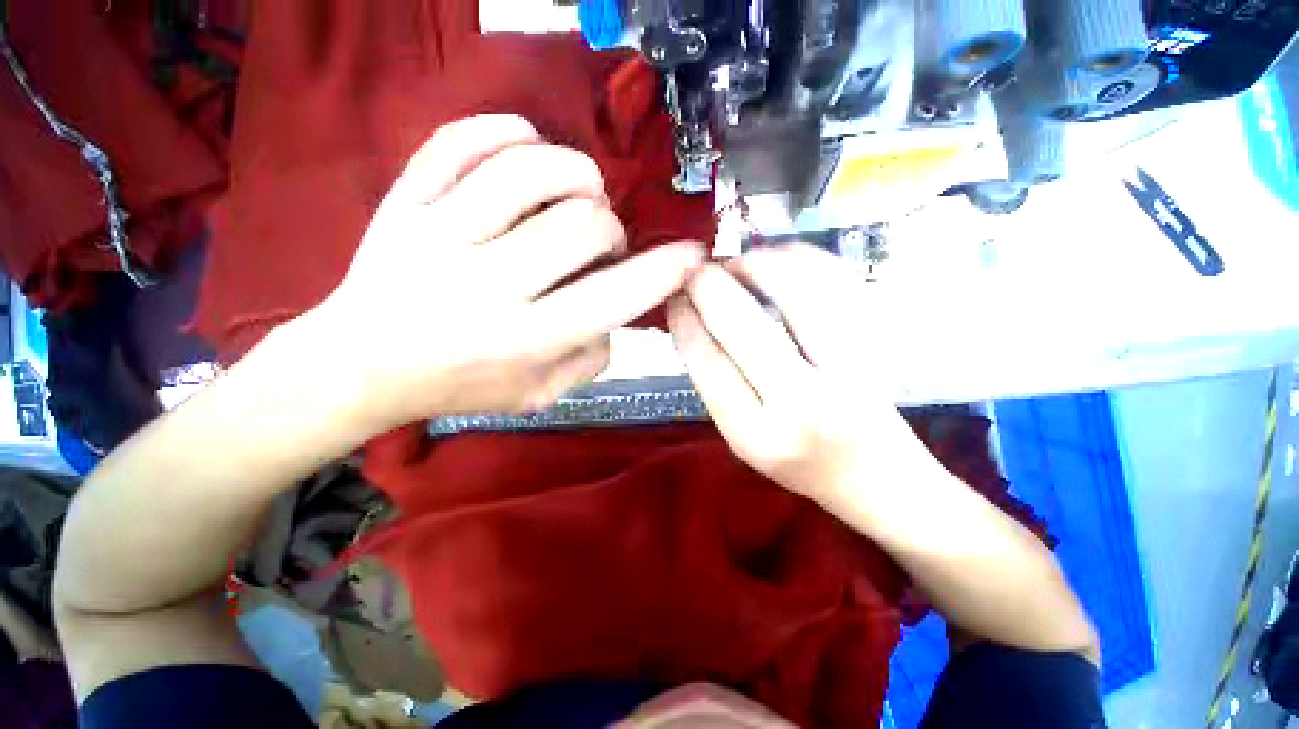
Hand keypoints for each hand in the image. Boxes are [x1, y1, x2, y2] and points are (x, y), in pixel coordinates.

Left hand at [311, 115, 703, 426]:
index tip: (692, 255)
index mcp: (525, 340)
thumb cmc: (461, 386)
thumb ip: (590, 360)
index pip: (613, 297)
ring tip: (577, 193)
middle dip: (610, 228)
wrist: (361, 363)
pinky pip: (462, 140)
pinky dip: (509, 132)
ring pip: (531, 171)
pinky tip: (526, 147)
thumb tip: (618, 314)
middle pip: (582, 225)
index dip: (664, 272)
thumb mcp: (539, 396)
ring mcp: (440, 235)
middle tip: (600, 242)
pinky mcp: (405, 201)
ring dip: (576, 174)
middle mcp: (488, 287)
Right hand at [669, 243, 923, 503]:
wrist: (876, 474)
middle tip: (696, 271)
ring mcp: (850, 370)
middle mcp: (804, 405)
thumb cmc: (797, 459)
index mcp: (756, 435)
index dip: (685, 319)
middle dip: (710, 285)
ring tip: (737, 264)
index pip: (709, 362)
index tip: (673, 295)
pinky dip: (801, 258)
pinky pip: (837, 280)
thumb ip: (713, 380)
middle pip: (744, 324)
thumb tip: (688, 315)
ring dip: (756, 264)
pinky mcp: (880, 343)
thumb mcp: (741, 435)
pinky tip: (778, 260)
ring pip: (796, 290)